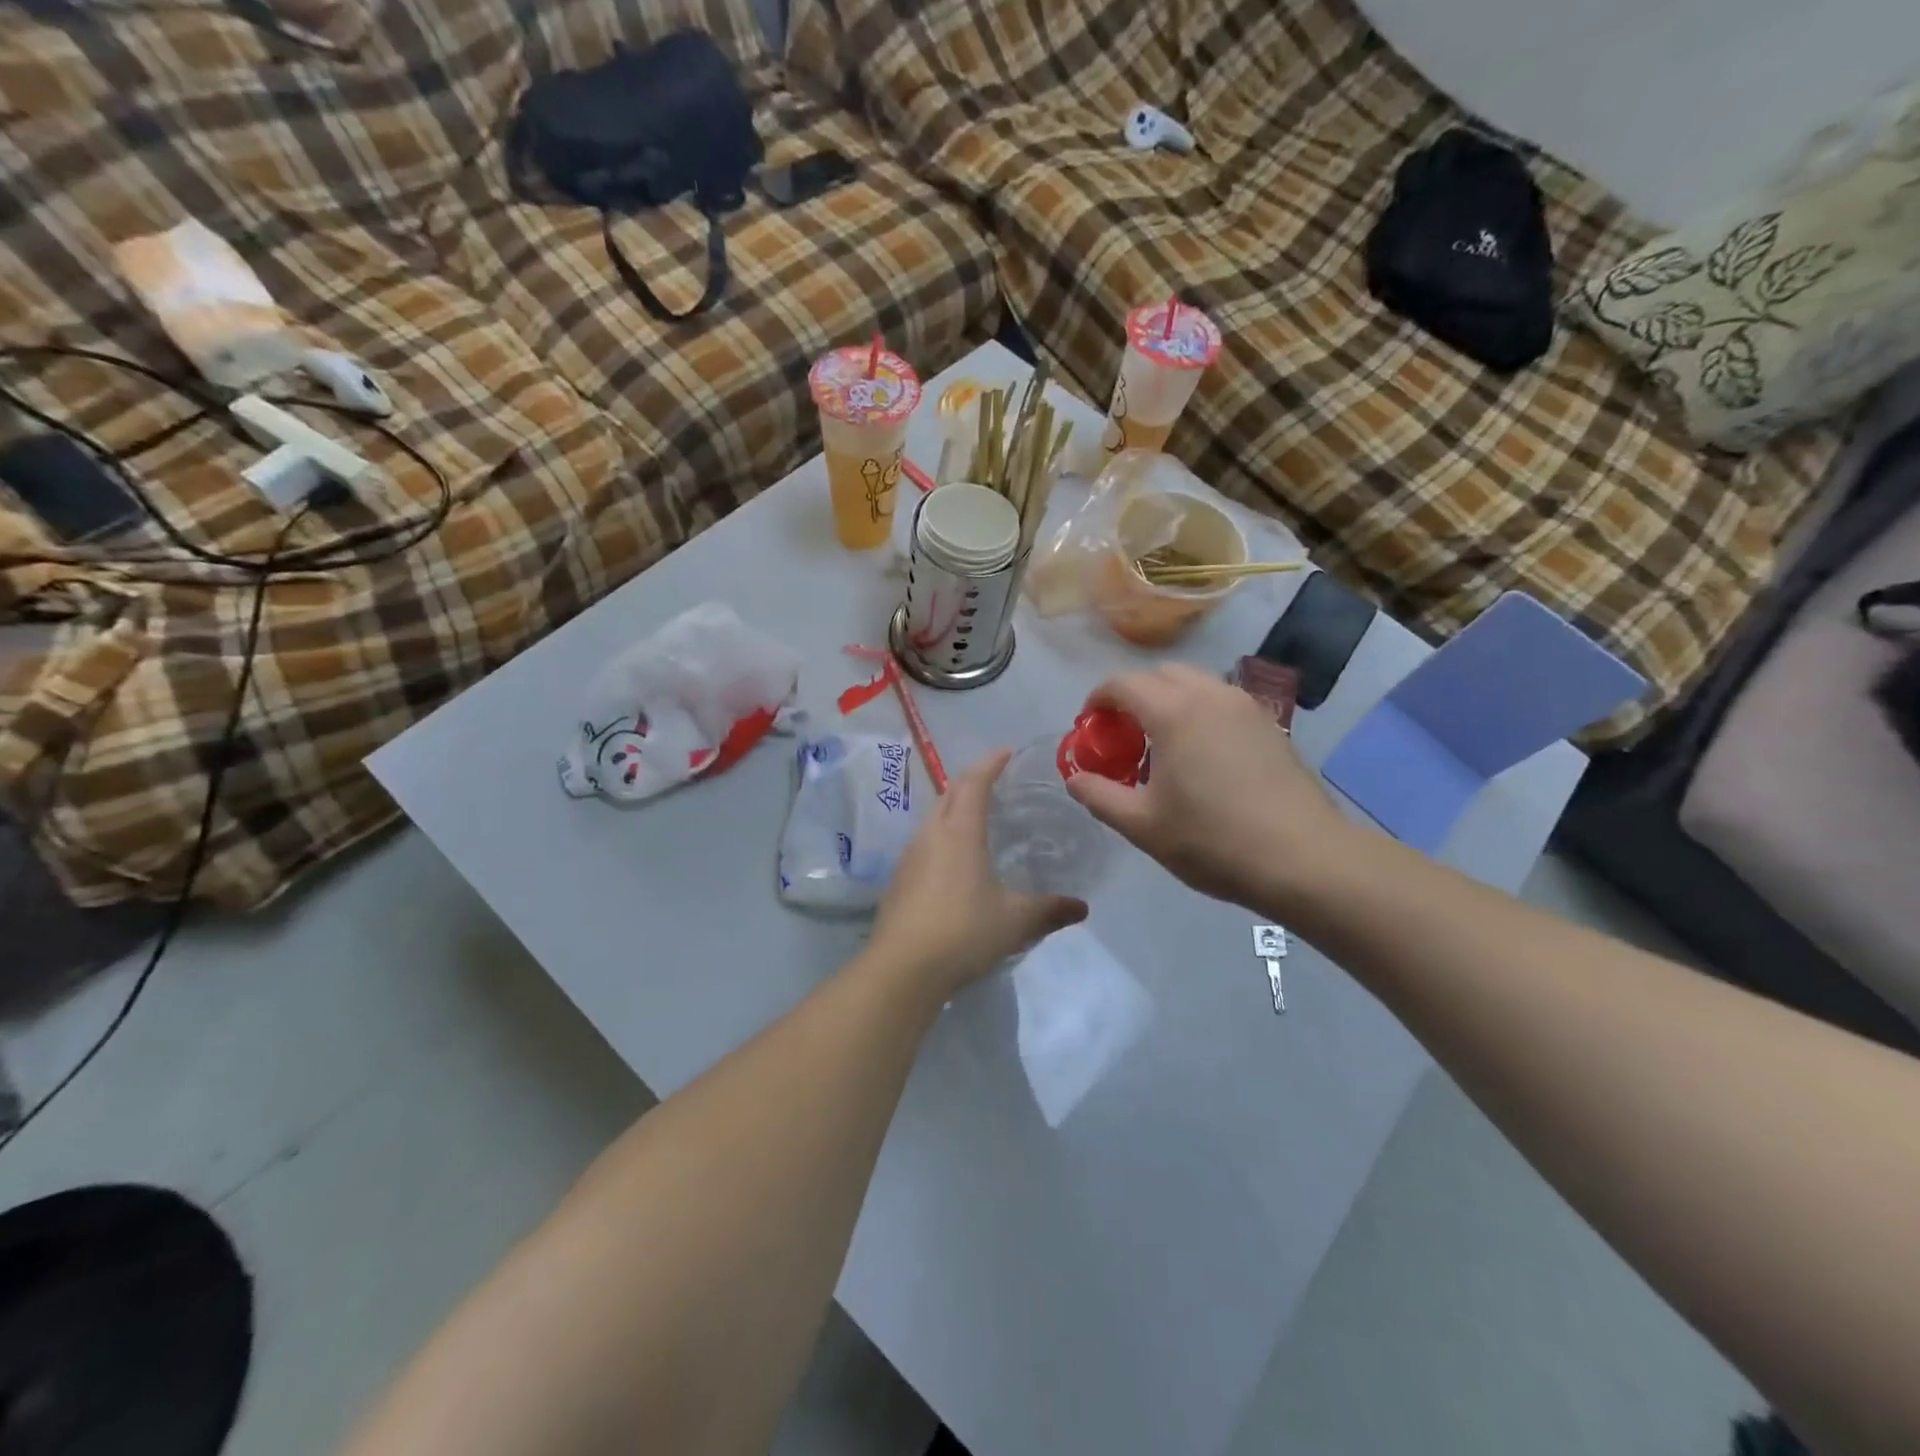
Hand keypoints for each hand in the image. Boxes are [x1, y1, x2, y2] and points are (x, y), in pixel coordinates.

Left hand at [865, 751, 1087, 1000]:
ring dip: (953, 809)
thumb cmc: (963, 932)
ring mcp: (909, 857)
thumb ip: (1049, 910)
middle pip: (948, 794)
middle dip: (970, 781)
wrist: (902, 969)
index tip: (1005, 751)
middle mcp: (931, 835)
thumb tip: (1082, 908)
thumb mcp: (1015, 921)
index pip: (974, 783)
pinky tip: (954, 862)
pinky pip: (923, 844)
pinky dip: (942, 837)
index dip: (990, 763)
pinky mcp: (898, 880)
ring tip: (976, 818)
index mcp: (959, 832)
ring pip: (933, 818)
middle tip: (994, 781)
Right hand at [1065, 663, 1358, 911]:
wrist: (1303, 858)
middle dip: (1134, 695)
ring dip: (1168, 701)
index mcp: (1174, 712)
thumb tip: (1074, 778)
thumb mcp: (1142, 825)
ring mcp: (1246, 707)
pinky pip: (1222, 702)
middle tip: (1122, 735)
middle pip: (1161, 674)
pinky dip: (1199, 712)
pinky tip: (1201, 756)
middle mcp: (1210, 696)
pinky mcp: (1270, 726)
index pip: (1123, 683)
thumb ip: (1099, 795)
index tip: (1088, 725)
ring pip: (1196, 684)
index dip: (1098, 699)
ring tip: (1161, 745)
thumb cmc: (1212, 841)